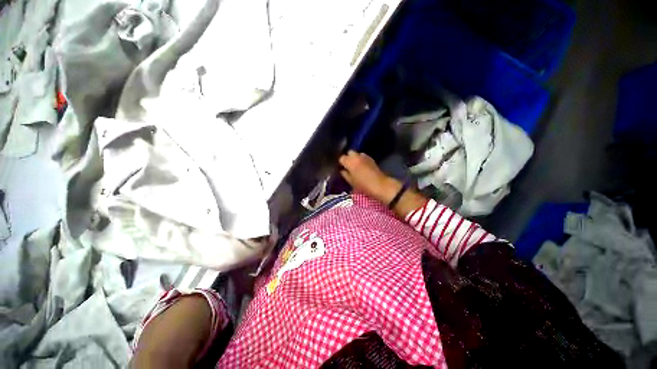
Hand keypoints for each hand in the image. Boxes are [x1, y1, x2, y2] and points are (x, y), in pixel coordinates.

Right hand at [339, 150, 399, 203]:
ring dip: (354, 158)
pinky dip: (360, 159)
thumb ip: (345, 174)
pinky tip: (361, 166)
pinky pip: (363, 157)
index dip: (340, 163)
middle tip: (347, 165)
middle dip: (347, 157)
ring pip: (356, 154)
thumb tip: (342, 170)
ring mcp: (365, 157)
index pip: (341, 158)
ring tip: (354, 166)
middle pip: (349, 152)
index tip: (340, 167)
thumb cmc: (363, 185)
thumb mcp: (351, 182)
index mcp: (350, 162)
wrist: (380, 185)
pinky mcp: (371, 159)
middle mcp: (357, 156)